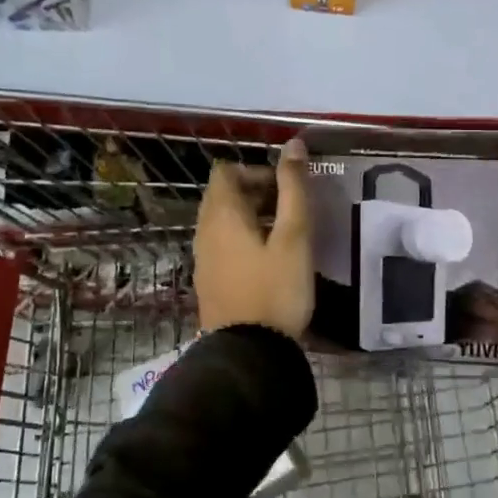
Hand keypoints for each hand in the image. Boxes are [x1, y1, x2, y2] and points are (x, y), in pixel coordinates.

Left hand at [193, 138, 312, 337]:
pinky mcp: (208, 281)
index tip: (284, 188)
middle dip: (255, 192)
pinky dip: (242, 239)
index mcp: (221, 214)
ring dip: (250, 217)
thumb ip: (293, 187)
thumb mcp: (293, 236)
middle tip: (289, 210)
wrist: (248, 352)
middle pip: (223, 195)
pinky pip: (222, 244)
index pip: (226, 171)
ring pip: (222, 221)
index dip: (255, 170)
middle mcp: (204, 231)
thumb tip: (294, 145)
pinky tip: (268, 259)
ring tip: (283, 234)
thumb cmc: (275, 289)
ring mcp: (203, 258)